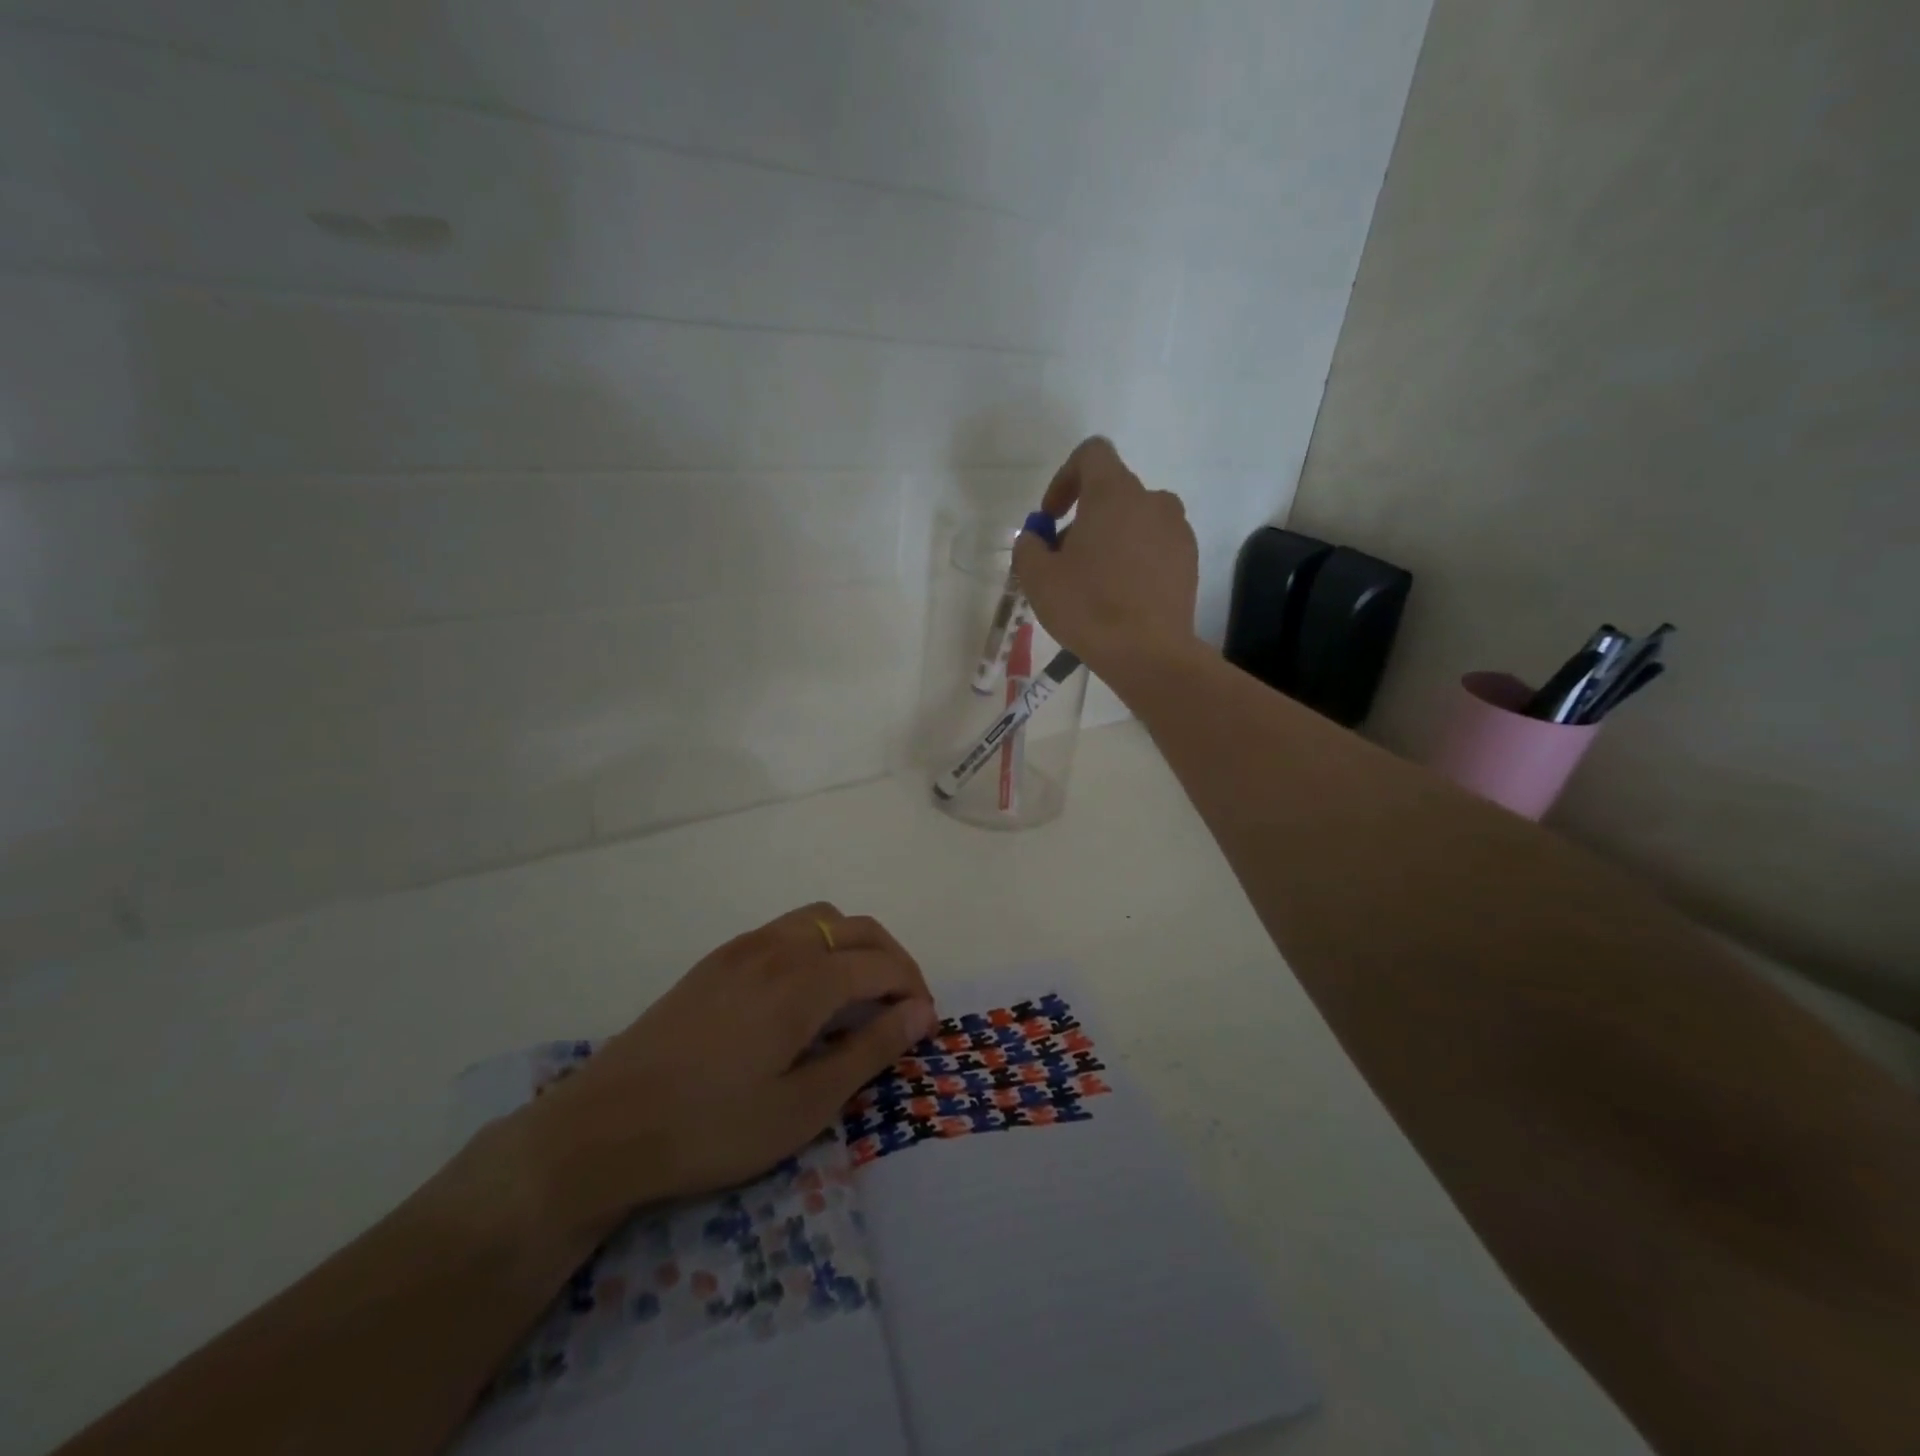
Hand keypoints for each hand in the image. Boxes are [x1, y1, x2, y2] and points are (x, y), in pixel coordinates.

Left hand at [519, 903, 935, 1231]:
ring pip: (820, 919)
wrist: (604, 1129)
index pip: (881, 963)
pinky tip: (806, 992)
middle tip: (904, 1006)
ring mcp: (743, 947)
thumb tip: (920, 1012)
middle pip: (856, 927)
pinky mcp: (717, 960)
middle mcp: (778, 947)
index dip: (913, 988)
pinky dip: (818, 944)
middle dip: (892, 958)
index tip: (925, 1025)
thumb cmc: (713, 1127)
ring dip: (853, 943)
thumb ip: (868, 1051)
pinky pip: (785, 930)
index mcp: (803, 980)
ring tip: (860, 993)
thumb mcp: (803, 1105)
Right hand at [1012, 436, 1199, 680]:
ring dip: (1110, 539)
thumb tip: (1036, 539)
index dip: (1064, 478)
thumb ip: (1028, 547)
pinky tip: (1120, 597)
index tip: (1051, 517)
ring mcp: (1177, 530)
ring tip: (1093, 582)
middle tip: (1064, 561)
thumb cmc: (1088, 608)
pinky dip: (1135, 559)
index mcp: (1114, 493)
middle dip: (1083, 519)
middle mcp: (1152, 500)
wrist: (1149, 653)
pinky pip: (1155, 546)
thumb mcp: (1037, 578)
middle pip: (1112, 493)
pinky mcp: (1189, 560)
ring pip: (1135, 521)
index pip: (1091, 454)